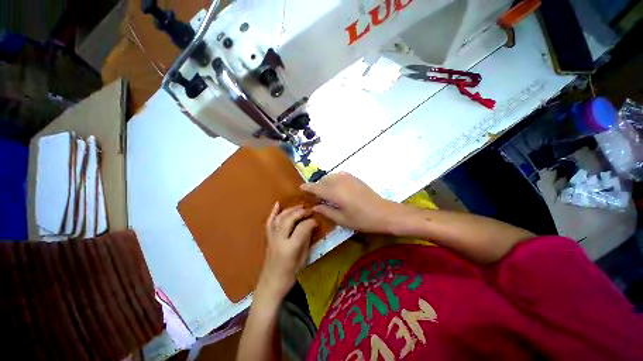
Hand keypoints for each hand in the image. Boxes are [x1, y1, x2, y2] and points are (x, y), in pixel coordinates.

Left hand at [258, 203, 317, 299]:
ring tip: (300, 206)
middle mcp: (279, 240)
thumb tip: (312, 226)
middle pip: (290, 219)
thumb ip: (307, 240)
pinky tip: (278, 204)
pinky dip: (274, 212)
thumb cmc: (290, 274)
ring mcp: (272, 238)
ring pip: (280, 218)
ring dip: (290, 210)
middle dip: (301, 212)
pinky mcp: (268, 238)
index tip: (316, 220)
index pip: (302, 228)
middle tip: (309, 210)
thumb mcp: (303, 258)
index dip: (311, 222)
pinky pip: (269, 222)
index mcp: (290, 248)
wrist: (271, 284)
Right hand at [300, 172, 398, 232]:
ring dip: (325, 183)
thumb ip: (326, 211)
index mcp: (334, 193)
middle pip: (322, 181)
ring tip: (325, 193)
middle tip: (314, 196)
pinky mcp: (354, 178)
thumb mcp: (342, 219)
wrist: (384, 212)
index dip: (307, 187)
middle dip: (316, 187)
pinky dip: (333, 180)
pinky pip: (338, 176)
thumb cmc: (362, 219)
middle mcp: (339, 182)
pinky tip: (336, 188)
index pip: (316, 188)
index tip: (301, 188)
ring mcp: (348, 178)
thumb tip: (314, 207)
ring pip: (330, 177)